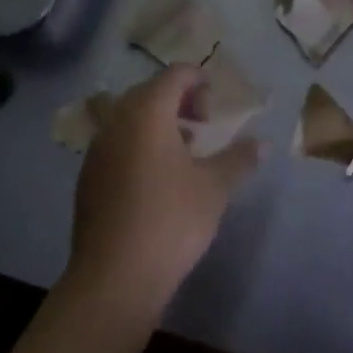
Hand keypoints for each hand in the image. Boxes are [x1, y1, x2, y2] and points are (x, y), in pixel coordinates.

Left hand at [65, 66, 260, 327]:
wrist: (114, 277)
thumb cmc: (171, 220)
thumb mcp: (214, 187)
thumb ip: (239, 158)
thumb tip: (263, 144)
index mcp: (147, 113)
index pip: (175, 74)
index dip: (199, 81)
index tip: (216, 108)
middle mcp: (117, 122)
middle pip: (149, 92)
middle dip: (179, 101)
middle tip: (203, 127)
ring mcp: (97, 149)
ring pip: (130, 119)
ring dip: (158, 124)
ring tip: (185, 153)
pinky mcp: (89, 177)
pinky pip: (117, 144)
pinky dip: (139, 146)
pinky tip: (158, 180)